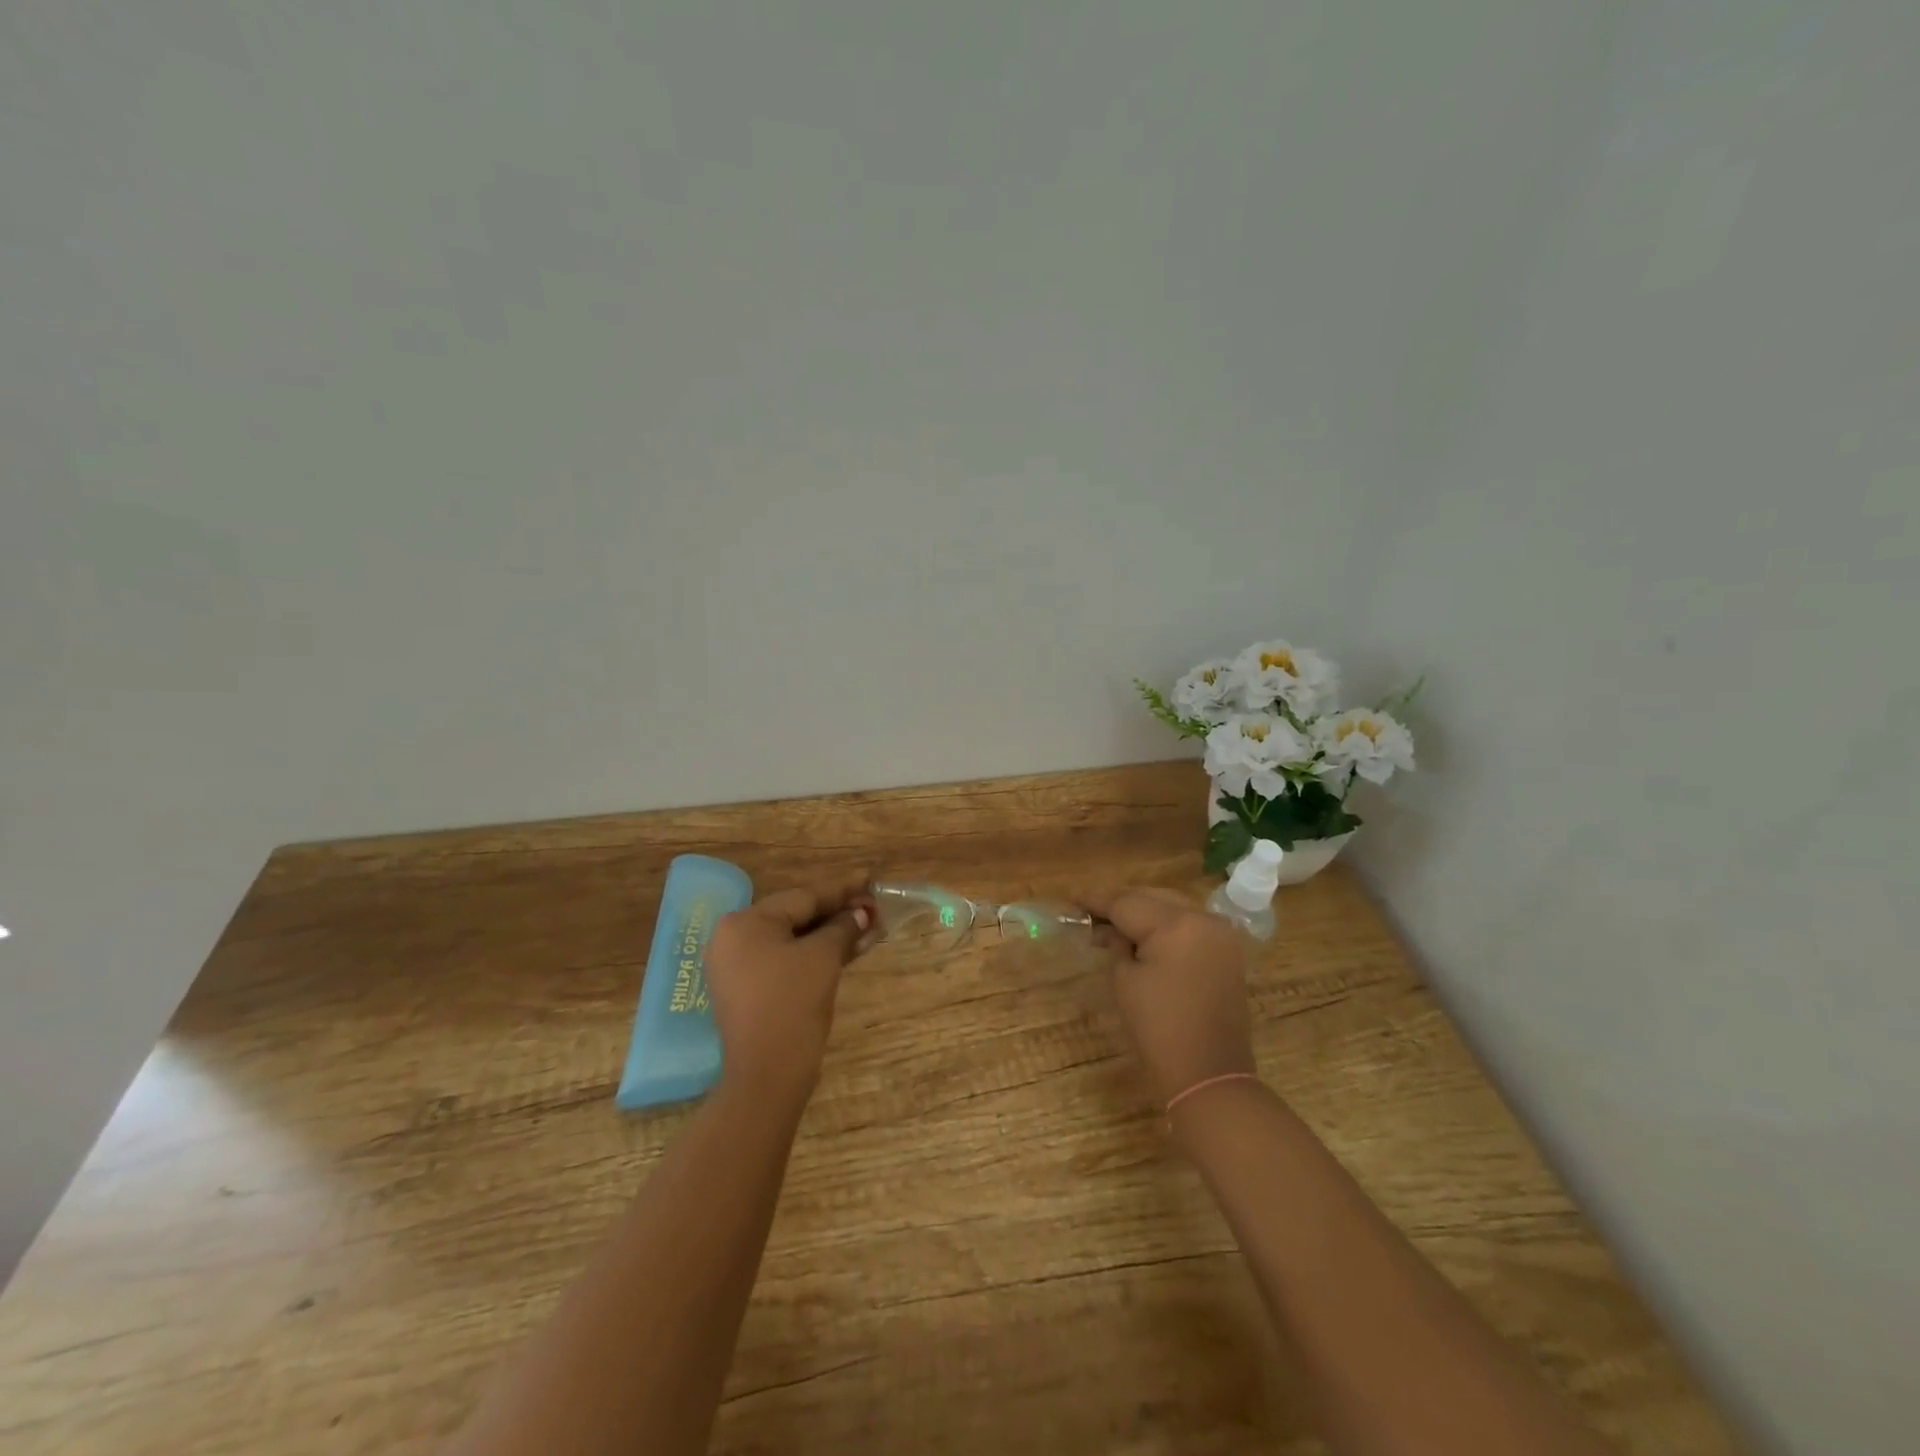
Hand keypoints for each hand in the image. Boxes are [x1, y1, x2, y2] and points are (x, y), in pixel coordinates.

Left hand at [705, 874, 874, 1103]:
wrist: (766, 1076)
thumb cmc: (792, 1005)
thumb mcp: (823, 958)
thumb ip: (843, 928)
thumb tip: (862, 913)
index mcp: (745, 923)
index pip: (802, 897)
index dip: (842, 890)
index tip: (870, 881)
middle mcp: (733, 939)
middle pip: (796, 916)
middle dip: (837, 913)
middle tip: (873, 907)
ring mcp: (737, 967)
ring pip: (792, 940)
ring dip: (829, 935)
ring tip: (867, 927)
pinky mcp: (747, 990)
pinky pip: (784, 960)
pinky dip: (813, 955)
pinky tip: (845, 950)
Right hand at [1080, 887, 1255, 1107]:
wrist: (1209, 1075)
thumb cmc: (1159, 1028)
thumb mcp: (1125, 980)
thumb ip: (1117, 944)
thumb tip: (1112, 930)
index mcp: (1177, 924)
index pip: (1127, 903)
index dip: (1096, 901)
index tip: (1072, 900)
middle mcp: (1203, 918)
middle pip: (1152, 898)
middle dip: (1121, 905)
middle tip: (1090, 914)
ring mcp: (1220, 934)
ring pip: (1171, 908)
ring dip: (1143, 914)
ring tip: (1113, 926)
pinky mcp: (1227, 952)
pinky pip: (1188, 926)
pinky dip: (1165, 927)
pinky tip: (1143, 937)